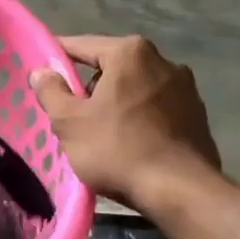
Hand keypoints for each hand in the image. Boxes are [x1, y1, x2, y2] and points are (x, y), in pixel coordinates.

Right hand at [29, 35, 220, 204]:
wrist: (181, 193)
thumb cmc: (118, 150)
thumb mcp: (70, 122)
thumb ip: (50, 91)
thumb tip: (42, 72)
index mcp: (130, 53)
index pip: (82, 45)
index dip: (57, 57)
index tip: (41, 72)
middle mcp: (163, 61)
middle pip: (111, 66)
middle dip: (89, 85)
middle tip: (71, 113)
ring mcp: (185, 88)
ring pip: (134, 87)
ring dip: (116, 101)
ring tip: (101, 132)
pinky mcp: (198, 114)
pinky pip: (155, 106)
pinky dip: (139, 117)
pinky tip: (130, 143)